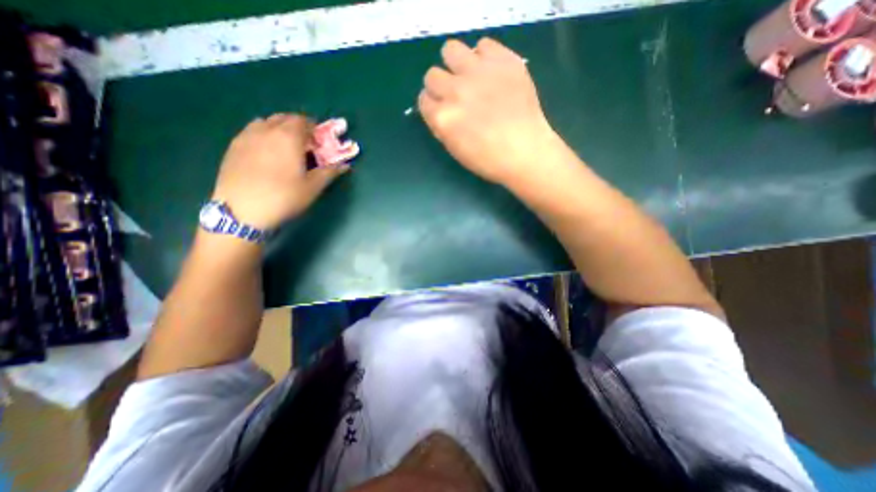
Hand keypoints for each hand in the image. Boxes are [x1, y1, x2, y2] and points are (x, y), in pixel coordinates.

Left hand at [211, 114, 348, 230]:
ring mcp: (247, 136)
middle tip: (305, 145)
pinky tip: (266, 153)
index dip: (313, 128)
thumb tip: (346, 166)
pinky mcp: (233, 146)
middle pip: (284, 118)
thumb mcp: (313, 187)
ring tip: (285, 147)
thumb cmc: (284, 197)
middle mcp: (267, 130)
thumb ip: (330, 172)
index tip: (319, 142)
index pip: (302, 120)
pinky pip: (251, 131)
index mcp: (289, 137)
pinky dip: (263, 135)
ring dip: (278, 128)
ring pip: (265, 122)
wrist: (242, 209)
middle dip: (297, 127)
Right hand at [419, 38, 564, 186]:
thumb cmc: (489, 160)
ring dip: (456, 64)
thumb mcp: (456, 150)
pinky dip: (484, 57)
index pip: (424, 100)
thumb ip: (441, 127)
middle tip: (457, 95)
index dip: (433, 105)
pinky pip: (483, 44)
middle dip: (441, 86)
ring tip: (470, 77)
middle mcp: (455, 91)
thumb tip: (438, 110)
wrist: (525, 152)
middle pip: (432, 75)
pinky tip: (491, 73)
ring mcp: (479, 73)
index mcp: (443, 118)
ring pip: (451, 50)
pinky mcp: (503, 61)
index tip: (443, 109)